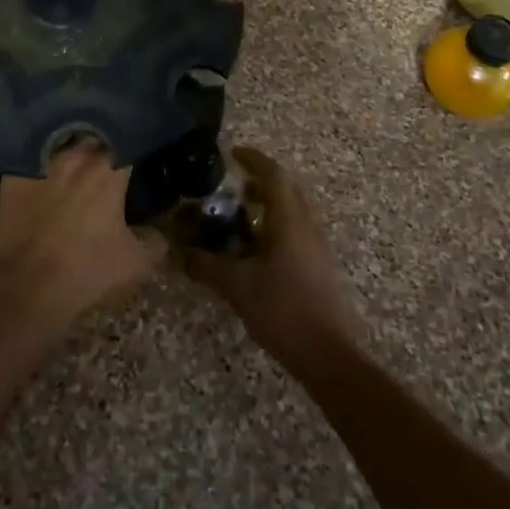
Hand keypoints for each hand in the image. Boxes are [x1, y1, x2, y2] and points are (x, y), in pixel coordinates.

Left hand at [0, 139, 165, 335]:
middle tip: (109, 168)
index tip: (138, 162)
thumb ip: (155, 241)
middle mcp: (77, 157)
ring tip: (77, 170)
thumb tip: (156, 232)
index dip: (136, 151)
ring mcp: (42, 163)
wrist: (24, 288)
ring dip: (74, 155)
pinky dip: (41, 166)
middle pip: (96, 141)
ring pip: (64, 147)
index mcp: (109, 171)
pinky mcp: (15, 176)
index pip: (130, 144)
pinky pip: (33, 160)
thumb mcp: (136, 264)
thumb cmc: (86, 271)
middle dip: (104, 151)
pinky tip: (45, 178)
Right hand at [182, 147, 360, 377]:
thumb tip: (181, 254)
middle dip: (261, 179)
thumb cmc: (283, 310)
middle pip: (287, 188)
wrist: (328, 355)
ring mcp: (317, 245)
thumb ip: (207, 266)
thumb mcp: (237, 287)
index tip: (233, 153)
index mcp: (289, 220)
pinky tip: (258, 248)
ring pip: (294, 209)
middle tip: (233, 184)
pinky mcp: (320, 265)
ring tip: (241, 215)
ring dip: (270, 203)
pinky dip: (277, 224)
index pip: (273, 174)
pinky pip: (297, 229)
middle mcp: (307, 225)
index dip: (253, 159)